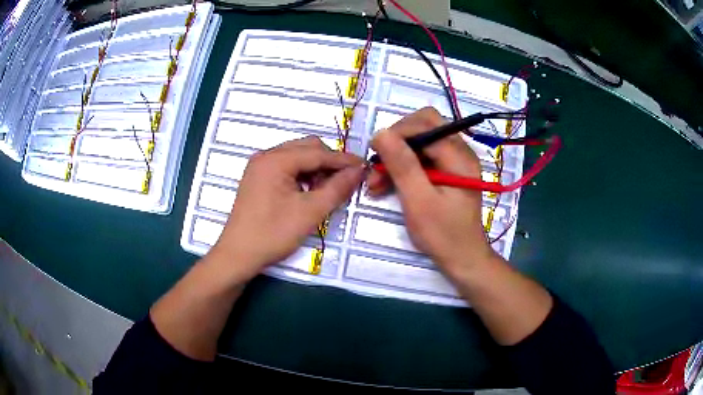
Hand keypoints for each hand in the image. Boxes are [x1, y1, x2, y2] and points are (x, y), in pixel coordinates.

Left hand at [209, 136, 363, 281]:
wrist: (238, 255)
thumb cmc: (272, 234)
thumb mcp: (310, 212)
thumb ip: (337, 188)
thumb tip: (359, 171)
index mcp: (276, 160)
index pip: (318, 153)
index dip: (343, 160)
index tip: (364, 167)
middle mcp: (266, 156)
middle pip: (307, 148)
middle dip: (329, 162)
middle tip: (344, 182)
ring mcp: (260, 166)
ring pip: (297, 157)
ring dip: (316, 169)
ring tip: (325, 191)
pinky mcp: (258, 178)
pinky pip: (287, 167)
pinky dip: (302, 175)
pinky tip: (308, 192)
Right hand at [367, 107, 495, 278]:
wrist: (463, 258)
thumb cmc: (443, 234)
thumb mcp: (419, 201)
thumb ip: (402, 165)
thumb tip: (381, 133)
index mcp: (459, 156)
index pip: (425, 124)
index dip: (397, 133)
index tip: (375, 154)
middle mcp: (459, 151)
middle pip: (423, 127)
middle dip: (396, 144)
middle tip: (376, 167)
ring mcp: (454, 161)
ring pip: (419, 143)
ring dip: (396, 157)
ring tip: (375, 182)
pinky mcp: (447, 172)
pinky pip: (422, 158)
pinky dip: (403, 168)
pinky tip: (386, 185)